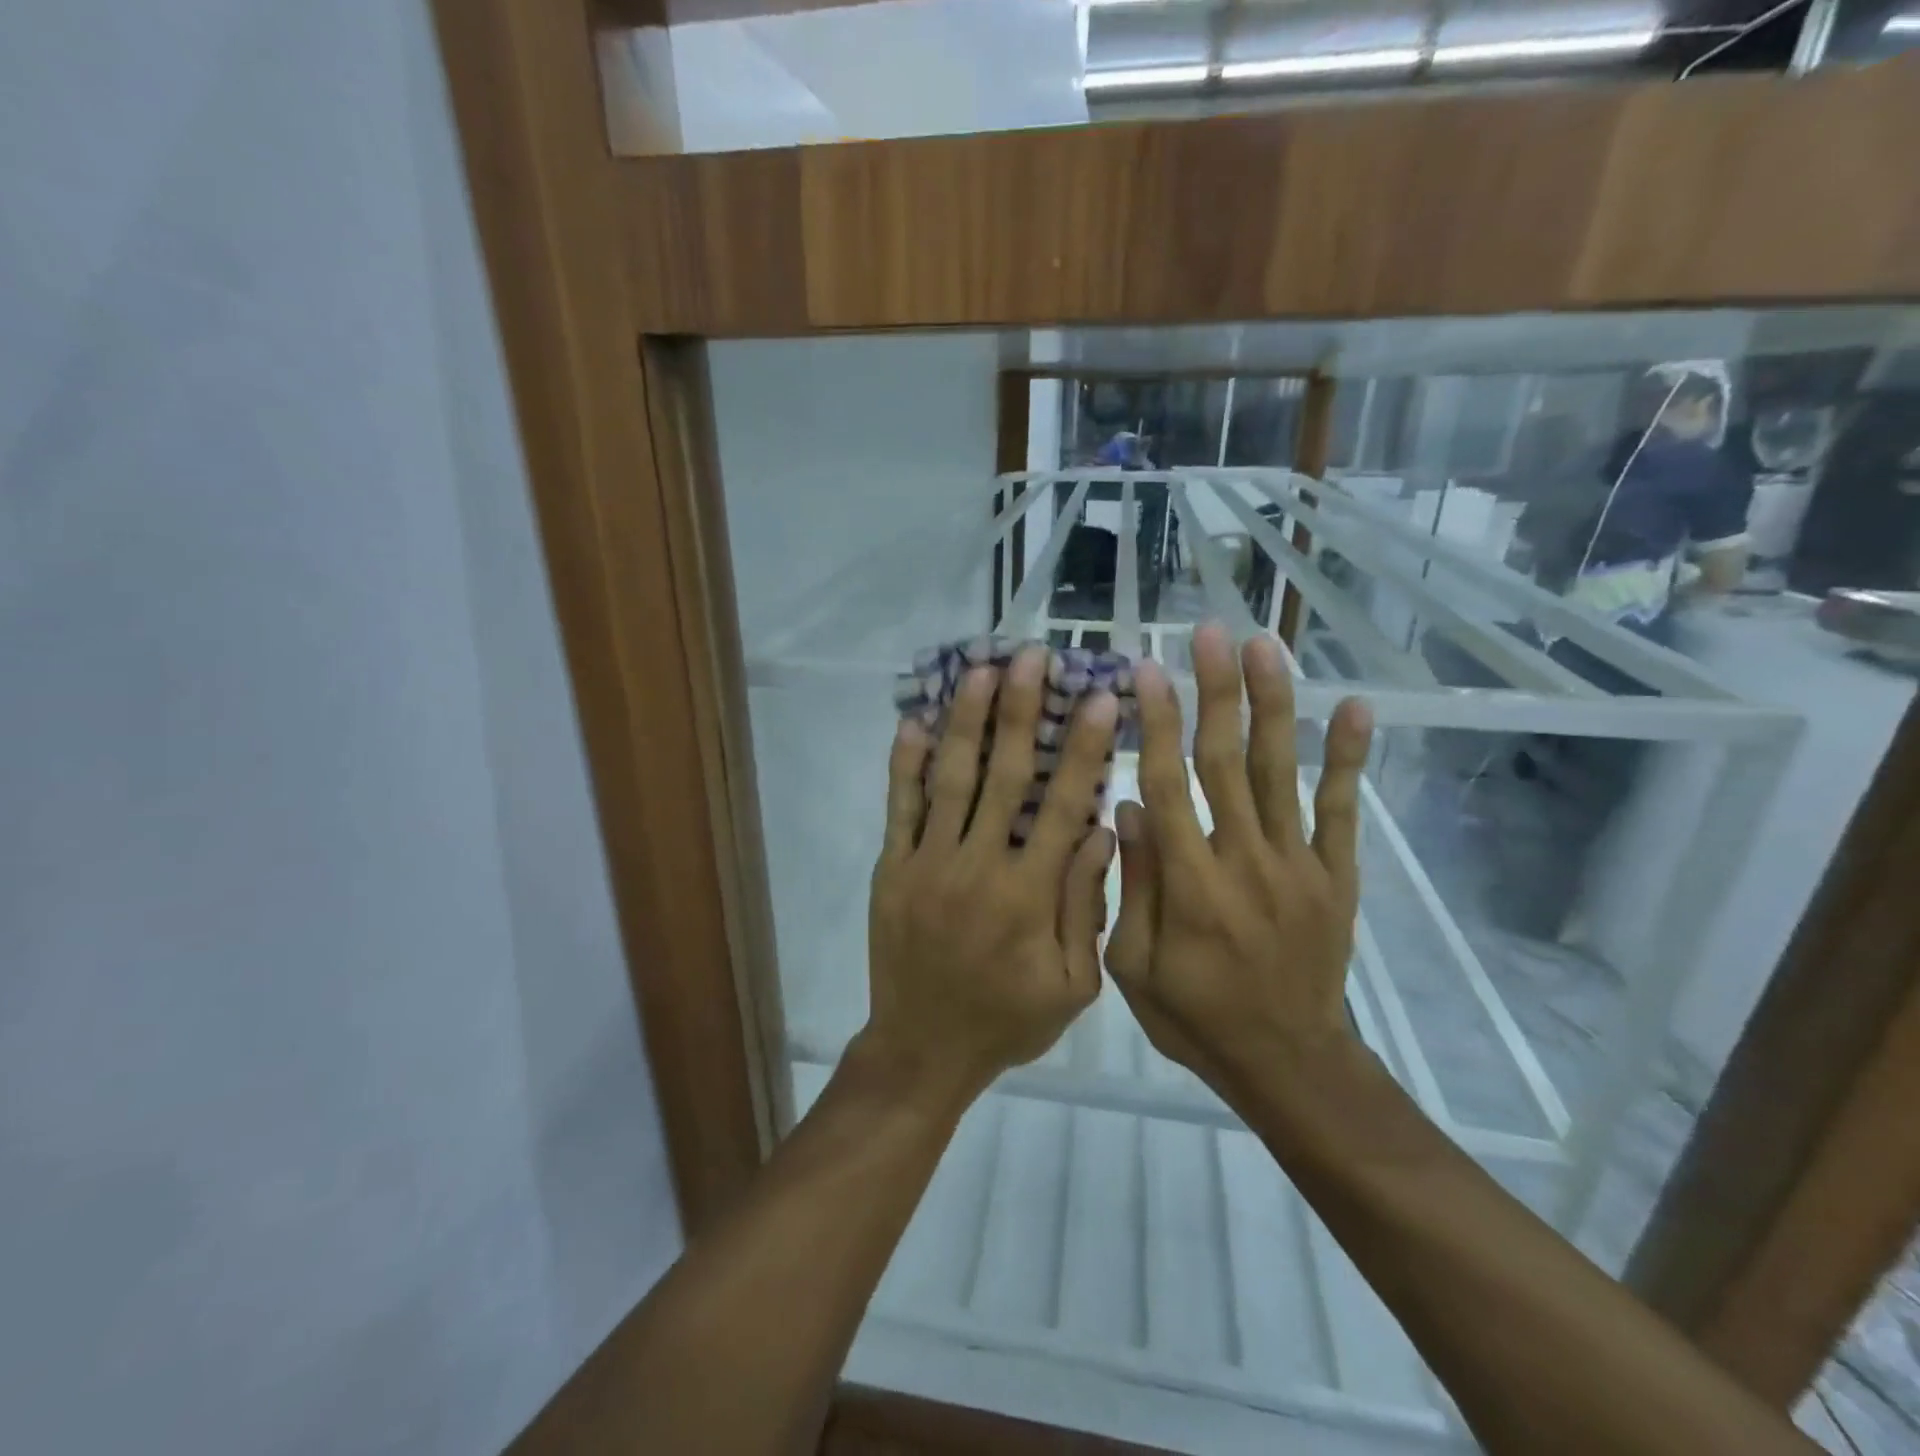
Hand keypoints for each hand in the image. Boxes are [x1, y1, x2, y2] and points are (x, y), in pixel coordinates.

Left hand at [863, 646, 1118, 1110]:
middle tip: (1032, 658)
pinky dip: (904, 765)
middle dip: (1021, 712)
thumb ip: (1084, 907)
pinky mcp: (892, 869)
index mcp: (1028, 895)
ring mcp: (927, 863)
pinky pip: (898, 808)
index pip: (1062, 807)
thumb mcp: (1071, 985)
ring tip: (980, 672)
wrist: (923, 1050)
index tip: (1100, 699)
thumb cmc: (1007, 1020)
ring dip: (966, 722)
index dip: (1084, 750)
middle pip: (1004, 776)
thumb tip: (1098, 832)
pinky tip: (912, 723)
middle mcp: (977, 866)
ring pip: (950, 780)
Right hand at [1105, 623, 1372, 1095]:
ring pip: (1279, 771)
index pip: (1168, 785)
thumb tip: (1127, 808)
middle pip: (1225, 761)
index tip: (1146, 671)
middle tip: (1208, 633)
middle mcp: (1245, 860)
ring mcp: (1298, 864)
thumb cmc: (1196, 1017)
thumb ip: (1131, 886)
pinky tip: (1355, 707)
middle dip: (1215, 691)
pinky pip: (1343, 810)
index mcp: (1190, 884)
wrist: (1288, 1063)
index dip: (1156, 724)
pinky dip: (1348, 758)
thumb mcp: (1133, 968)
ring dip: (1273, 704)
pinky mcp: (1336, 876)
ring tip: (1265, 646)